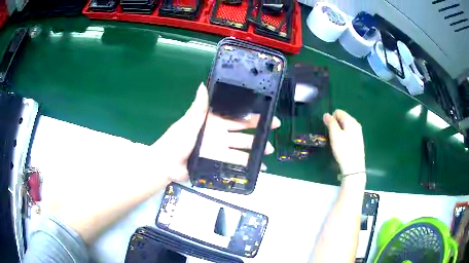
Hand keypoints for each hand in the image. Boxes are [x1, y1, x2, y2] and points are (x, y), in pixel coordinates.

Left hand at [151, 82, 280, 181]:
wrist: (167, 164)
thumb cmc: (177, 140)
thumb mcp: (189, 122)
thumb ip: (199, 107)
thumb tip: (203, 84)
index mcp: (213, 120)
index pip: (235, 114)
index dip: (250, 112)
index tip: (266, 111)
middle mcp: (219, 132)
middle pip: (243, 130)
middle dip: (259, 129)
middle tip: (274, 128)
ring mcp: (220, 148)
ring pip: (242, 147)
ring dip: (256, 149)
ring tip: (269, 151)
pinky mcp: (219, 161)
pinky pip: (236, 162)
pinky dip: (248, 165)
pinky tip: (259, 167)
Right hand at [323, 110, 364, 175]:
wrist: (354, 166)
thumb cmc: (343, 149)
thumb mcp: (335, 134)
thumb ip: (330, 122)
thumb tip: (326, 114)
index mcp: (350, 120)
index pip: (338, 112)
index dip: (331, 118)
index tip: (329, 130)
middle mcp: (356, 124)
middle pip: (342, 118)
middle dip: (335, 125)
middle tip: (332, 136)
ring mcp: (358, 132)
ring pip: (345, 126)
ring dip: (339, 131)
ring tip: (337, 142)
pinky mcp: (358, 140)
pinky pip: (349, 133)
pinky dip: (344, 136)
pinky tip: (343, 145)